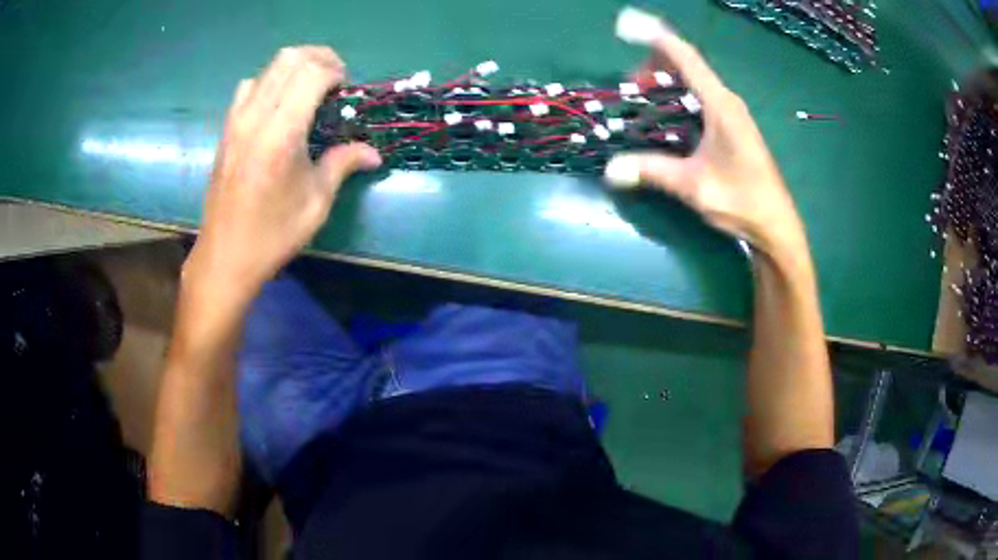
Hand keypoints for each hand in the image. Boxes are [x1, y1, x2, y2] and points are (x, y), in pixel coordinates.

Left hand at [186, 46, 381, 299]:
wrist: (225, 256)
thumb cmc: (272, 234)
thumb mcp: (316, 203)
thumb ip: (343, 164)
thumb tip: (374, 153)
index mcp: (281, 134)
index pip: (312, 73)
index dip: (336, 72)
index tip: (347, 91)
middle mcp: (255, 118)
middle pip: (290, 58)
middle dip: (320, 58)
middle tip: (335, 80)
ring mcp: (236, 121)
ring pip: (268, 68)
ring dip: (295, 67)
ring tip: (309, 89)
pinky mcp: (226, 129)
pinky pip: (249, 86)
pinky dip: (270, 82)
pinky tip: (279, 106)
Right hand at [605, 23, 805, 257]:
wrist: (775, 225)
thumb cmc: (741, 200)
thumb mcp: (694, 186)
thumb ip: (652, 172)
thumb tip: (610, 170)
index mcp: (720, 105)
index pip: (686, 58)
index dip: (655, 38)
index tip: (627, 26)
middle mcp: (727, 101)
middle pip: (687, 65)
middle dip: (655, 63)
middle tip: (630, 82)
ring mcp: (731, 113)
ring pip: (694, 81)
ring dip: (666, 81)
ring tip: (642, 94)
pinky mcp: (732, 126)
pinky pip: (700, 97)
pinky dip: (678, 96)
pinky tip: (665, 113)